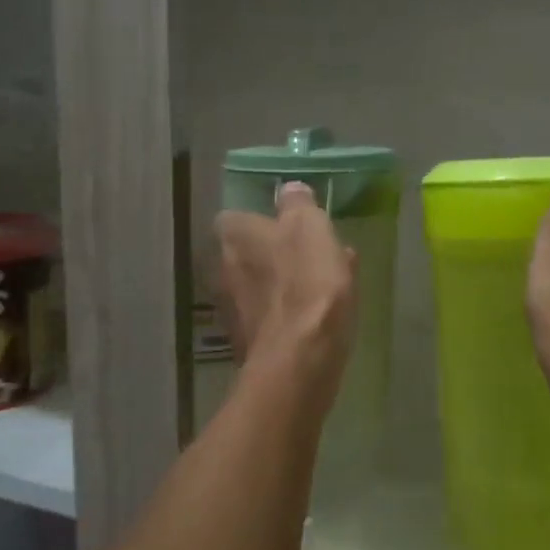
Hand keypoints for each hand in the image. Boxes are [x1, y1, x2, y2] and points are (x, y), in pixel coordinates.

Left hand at [215, 182, 358, 383]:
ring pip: (261, 286)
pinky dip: (290, 314)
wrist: (300, 359)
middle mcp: (224, 270)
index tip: (287, 224)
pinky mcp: (249, 343)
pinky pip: (272, 317)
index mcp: (235, 237)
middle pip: (248, 254)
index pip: (235, 217)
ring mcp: (234, 310)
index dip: (260, 219)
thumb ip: (298, 205)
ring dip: (285, 284)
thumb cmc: (307, 282)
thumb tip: (290, 191)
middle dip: (274, 253)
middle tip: (312, 255)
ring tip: (325, 286)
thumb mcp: (310, 228)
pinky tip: (319, 317)